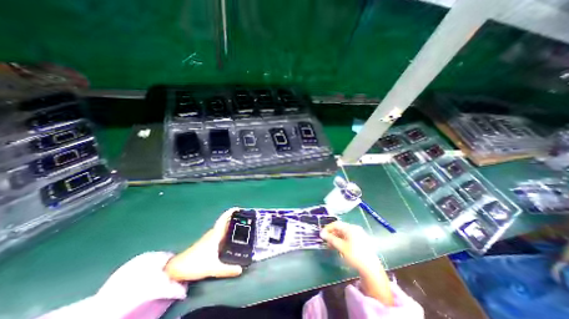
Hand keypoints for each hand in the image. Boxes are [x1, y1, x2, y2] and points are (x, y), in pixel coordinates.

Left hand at [166, 209, 242, 281]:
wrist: (176, 269)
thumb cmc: (195, 264)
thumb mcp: (213, 268)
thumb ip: (227, 270)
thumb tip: (241, 269)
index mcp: (215, 235)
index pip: (224, 219)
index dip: (231, 212)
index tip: (239, 209)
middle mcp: (213, 233)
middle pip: (225, 222)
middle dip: (235, 219)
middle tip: (246, 220)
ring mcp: (209, 238)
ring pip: (222, 228)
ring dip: (231, 226)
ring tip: (242, 228)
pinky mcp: (207, 243)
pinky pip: (220, 233)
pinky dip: (226, 232)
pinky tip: (230, 239)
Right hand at [318, 221, 393, 305]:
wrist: (371, 269)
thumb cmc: (355, 255)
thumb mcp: (341, 247)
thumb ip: (331, 239)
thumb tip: (322, 233)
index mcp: (350, 228)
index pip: (336, 224)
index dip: (327, 228)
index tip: (321, 234)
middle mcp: (355, 228)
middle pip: (340, 228)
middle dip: (332, 234)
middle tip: (326, 242)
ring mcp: (359, 234)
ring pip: (344, 233)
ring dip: (336, 238)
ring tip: (332, 246)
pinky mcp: (361, 241)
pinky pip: (349, 237)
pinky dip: (342, 241)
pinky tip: (340, 248)